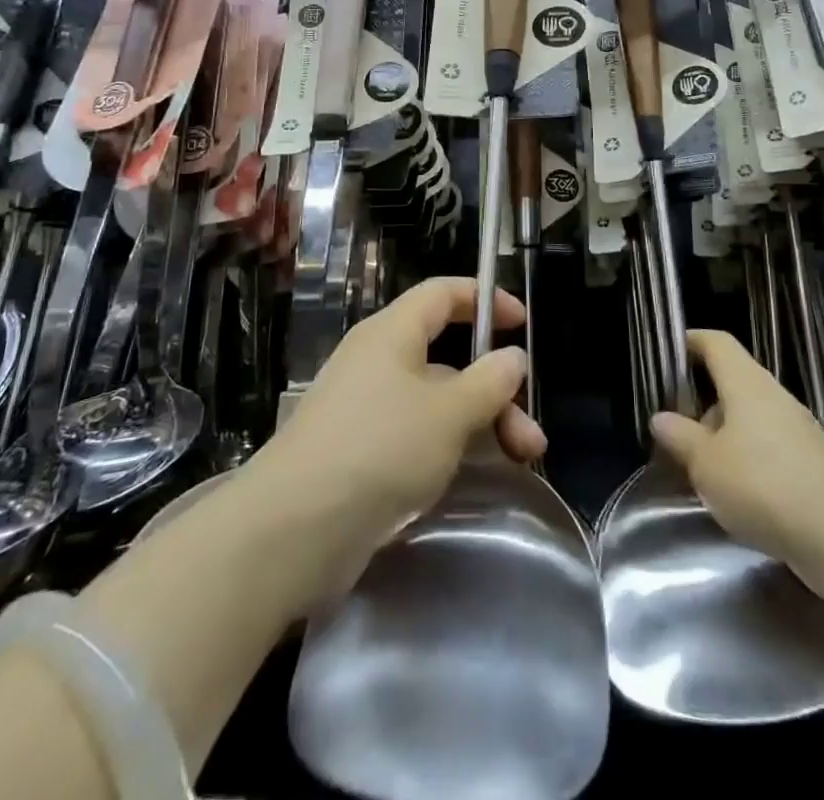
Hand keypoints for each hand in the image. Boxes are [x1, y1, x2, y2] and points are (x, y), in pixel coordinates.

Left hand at [255, 277, 545, 556]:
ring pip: (436, 401)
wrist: (292, 529)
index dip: (483, 299)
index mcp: (392, 333)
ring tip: (521, 459)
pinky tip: (472, 476)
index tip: (520, 321)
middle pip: (447, 357)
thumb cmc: (379, 448)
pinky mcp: (359, 453)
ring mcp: (366, 409)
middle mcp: (377, 362)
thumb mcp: (448, 412)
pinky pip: (415, 434)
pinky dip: (449, 446)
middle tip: (530, 432)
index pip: (441, 294)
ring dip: (481, 423)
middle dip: (494, 388)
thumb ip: (488, 382)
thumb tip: (512, 357)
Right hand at [650, 330, 823, 568]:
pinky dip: (747, 456)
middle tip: (674, 424)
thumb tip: (661, 417)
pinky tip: (735, 490)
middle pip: (733, 380)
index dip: (690, 341)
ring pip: (750, 416)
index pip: (716, 342)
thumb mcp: (707, 464)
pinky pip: (768, 444)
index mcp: (746, 383)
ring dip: (723, 432)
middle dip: (702, 398)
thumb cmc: (764, 486)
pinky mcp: (812, 462)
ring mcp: (798, 429)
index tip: (666, 354)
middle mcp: (774, 396)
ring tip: (699, 465)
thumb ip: (681, 437)